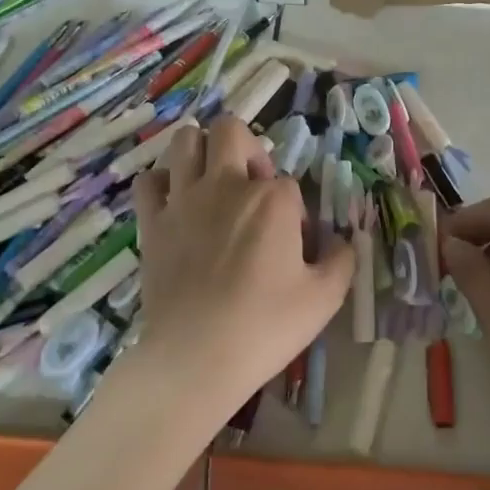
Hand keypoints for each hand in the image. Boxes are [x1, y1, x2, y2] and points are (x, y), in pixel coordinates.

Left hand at [131, 116, 353, 420]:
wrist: (195, 358)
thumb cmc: (265, 327)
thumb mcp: (324, 298)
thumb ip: (341, 260)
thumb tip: (341, 242)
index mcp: (272, 199)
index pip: (289, 184)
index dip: (293, 213)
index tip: (291, 248)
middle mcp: (226, 185)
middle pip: (231, 131)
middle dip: (247, 149)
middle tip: (252, 187)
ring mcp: (184, 200)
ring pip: (185, 140)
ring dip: (201, 151)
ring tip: (212, 181)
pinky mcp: (152, 222)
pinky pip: (148, 181)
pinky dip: (161, 184)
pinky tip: (174, 203)